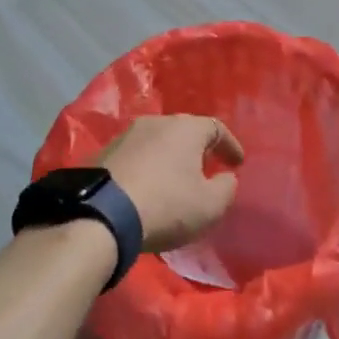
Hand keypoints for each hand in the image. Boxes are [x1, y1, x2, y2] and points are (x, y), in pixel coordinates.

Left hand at [100, 115, 244, 252]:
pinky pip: (134, 158)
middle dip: (197, 150)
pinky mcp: (103, 154)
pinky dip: (145, 169)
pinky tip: (145, 189)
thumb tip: (226, 178)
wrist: (101, 215)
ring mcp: (125, 136)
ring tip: (173, 180)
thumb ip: (226, 188)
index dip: (230, 145)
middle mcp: (156, 123)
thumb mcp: (210, 205)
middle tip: (204, 169)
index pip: (216, 127)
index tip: (237, 163)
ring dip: (167, 159)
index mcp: (186, 128)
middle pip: (183, 132)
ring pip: (156, 143)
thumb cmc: (166, 205)